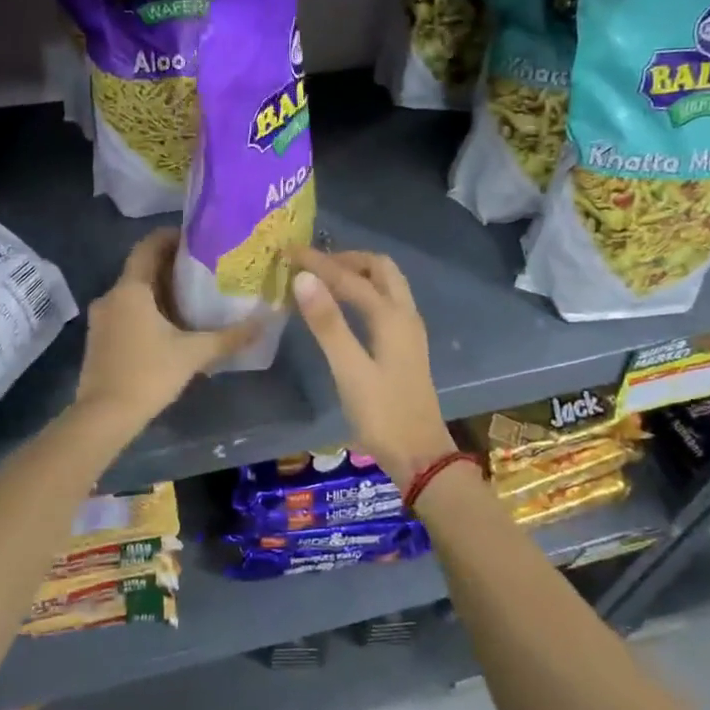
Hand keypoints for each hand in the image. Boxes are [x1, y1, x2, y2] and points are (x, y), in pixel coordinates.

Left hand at [75, 230, 262, 430]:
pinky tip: (170, 327)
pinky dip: (147, 311)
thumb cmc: (148, 375)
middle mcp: (111, 296)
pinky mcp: (99, 339)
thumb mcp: (194, 354)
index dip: (170, 237)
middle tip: (204, 269)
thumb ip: (229, 337)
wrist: (103, 417)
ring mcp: (101, 319)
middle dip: (171, 266)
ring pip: (133, 293)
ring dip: (159, 291)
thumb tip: (264, 322)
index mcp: (130, 289)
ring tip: (192, 298)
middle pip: (141, 269)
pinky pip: (125, 312)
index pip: (148, 246)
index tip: (196, 238)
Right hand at [290, 247, 454, 488]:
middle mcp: (405, 315)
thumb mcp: (349, 370)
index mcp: (391, 317)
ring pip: (386, 284)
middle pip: (379, 269)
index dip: (318, 263)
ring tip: (322, 280)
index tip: (288, 252)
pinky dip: (363, 292)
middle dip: (346, 259)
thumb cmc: (382, 415)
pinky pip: (385, 302)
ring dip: (357, 273)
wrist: (420, 457)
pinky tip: (343, 308)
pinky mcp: (405, 347)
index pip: (350, 277)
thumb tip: (304, 278)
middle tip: (312, 264)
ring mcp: (408, 331)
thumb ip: (327, 323)